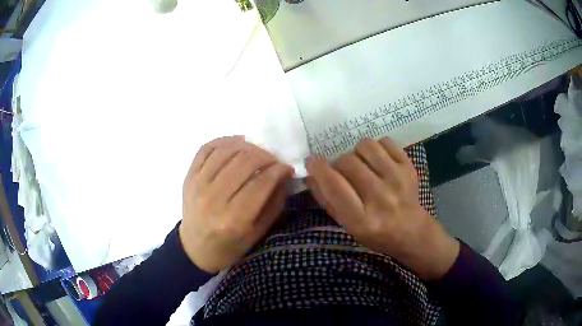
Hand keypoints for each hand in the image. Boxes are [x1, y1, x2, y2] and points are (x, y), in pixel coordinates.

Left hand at [180, 136, 292, 272]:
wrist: (196, 249)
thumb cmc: (230, 246)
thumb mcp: (258, 232)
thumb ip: (274, 203)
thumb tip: (285, 174)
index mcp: (233, 219)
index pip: (261, 183)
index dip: (278, 170)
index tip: (287, 167)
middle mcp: (213, 199)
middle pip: (244, 162)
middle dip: (266, 156)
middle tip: (274, 160)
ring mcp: (198, 185)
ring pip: (226, 151)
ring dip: (248, 146)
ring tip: (258, 152)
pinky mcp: (189, 177)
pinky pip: (206, 149)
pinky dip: (224, 140)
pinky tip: (237, 142)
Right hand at [306, 137, 459, 279]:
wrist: (412, 231)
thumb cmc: (375, 233)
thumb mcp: (347, 225)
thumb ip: (327, 200)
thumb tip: (311, 173)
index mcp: (362, 220)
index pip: (334, 185)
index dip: (318, 168)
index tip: (311, 161)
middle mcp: (381, 198)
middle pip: (348, 162)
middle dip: (338, 164)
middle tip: (343, 173)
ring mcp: (398, 179)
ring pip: (365, 146)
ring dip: (357, 153)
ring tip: (361, 165)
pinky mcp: (409, 167)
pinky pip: (385, 142)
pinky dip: (376, 148)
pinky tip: (378, 161)